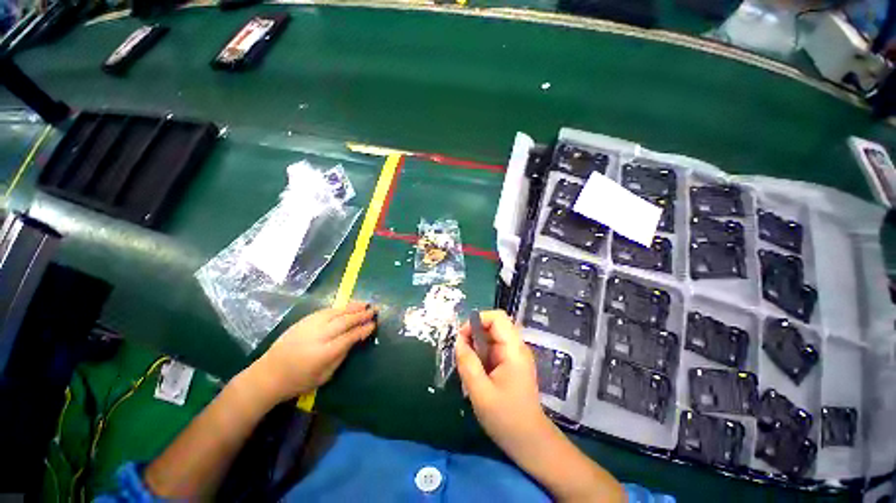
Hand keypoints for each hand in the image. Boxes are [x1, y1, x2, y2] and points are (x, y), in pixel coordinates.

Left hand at [246, 301, 376, 402]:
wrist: (268, 374)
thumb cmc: (298, 381)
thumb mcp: (324, 376)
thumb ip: (341, 356)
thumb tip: (353, 340)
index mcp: (324, 353)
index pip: (349, 337)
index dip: (363, 330)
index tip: (374, 325)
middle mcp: (319, 335)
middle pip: (345, 321)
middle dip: (361, 315)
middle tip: (374, 310)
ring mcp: (310, 326)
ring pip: (336, 312)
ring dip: (352, 307)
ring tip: (365, 304)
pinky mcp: (304, 321)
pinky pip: (326, 311)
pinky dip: (339, 308)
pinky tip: (347, 307)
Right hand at [454, 310, 551, 457]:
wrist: (529, 442)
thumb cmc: (506, 418)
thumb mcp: (480, 392)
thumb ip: (467, 363)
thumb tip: (458, 340)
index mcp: (513, 350)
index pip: (497, 317)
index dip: (478, 320)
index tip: (462, 336)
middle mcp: (516, 347)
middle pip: (494, 324)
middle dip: (474, 332)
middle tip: (461, 350)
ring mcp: (514, 355)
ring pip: (491, 336)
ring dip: (476, 343)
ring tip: (466, 361)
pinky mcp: (510, 363)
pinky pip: (492, 347)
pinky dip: (480, 352)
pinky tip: (474, 368)